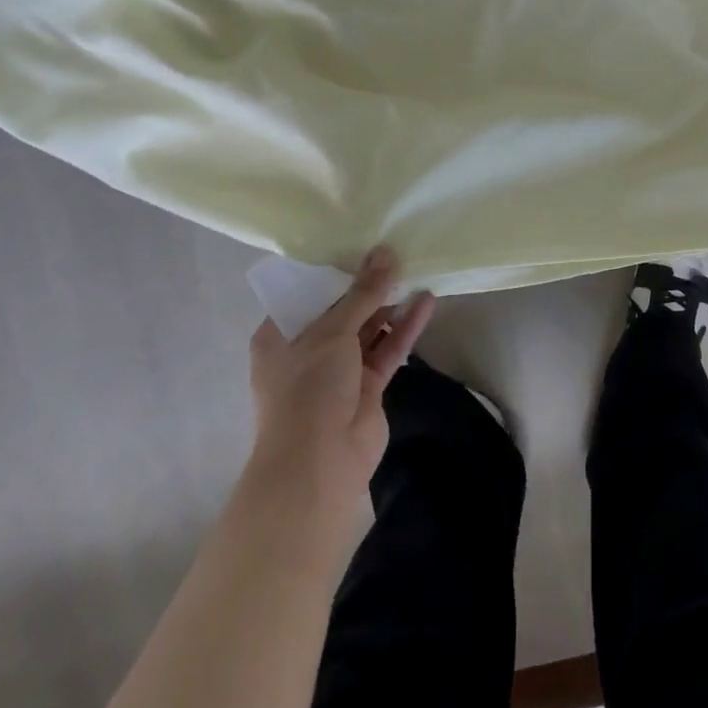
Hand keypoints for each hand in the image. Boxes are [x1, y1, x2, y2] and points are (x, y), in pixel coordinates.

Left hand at [247, 246, 434, 522]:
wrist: (319, 464)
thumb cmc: (308, 389)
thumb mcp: (332, 332)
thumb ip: (362, 293)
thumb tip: (385, 252)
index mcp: (280, 335)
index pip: (307, 293)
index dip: (334, 270)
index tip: (361, 243)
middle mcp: (307, 350)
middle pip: (342, 309)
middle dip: (367, 285)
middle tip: (396, 252)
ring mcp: (338, 370)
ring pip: (368, 329)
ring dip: (390, 304)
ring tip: (416, 270)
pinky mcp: (367, 387)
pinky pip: (387, 349)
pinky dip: (405, 328)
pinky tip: (426, 302)